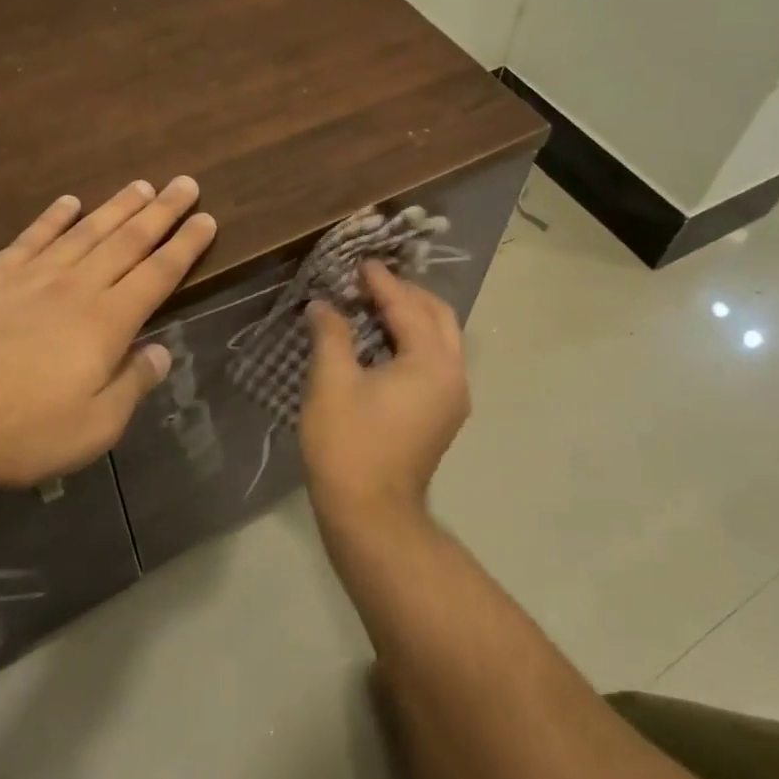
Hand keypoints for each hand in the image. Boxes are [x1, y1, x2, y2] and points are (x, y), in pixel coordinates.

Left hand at [0, 177, 216, 505]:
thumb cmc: (20, 433)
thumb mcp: (94, 428)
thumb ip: (132, 385)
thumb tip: (161, 352)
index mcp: (107, 323)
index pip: (158, 274)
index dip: (186, 246)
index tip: (207, 219)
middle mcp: (75, 288)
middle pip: (127, 241)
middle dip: (161, 212)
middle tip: (184, 183)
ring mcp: (30, 278)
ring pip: (84, 232)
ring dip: (116, 207)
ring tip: (140, 185)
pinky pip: (30, 238)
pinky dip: (52, 217)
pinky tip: (67, 202)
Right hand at [299, 262, 470, 533]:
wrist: (370, 515)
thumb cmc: (348, 445)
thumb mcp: (332, 382)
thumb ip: (331, 334)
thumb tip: (324, 305)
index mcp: (432, 362)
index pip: (407, 306)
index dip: (381, 282)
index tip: (359, 262)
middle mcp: (453, 374)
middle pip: (438, 316)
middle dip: (406, 293)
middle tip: (370, 282)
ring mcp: (452, 398)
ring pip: (441, 339)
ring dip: (412, 316)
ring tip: (375, 305)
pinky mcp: (442, 415)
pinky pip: (435, 361)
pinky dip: (414, 341)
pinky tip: (383, 342)